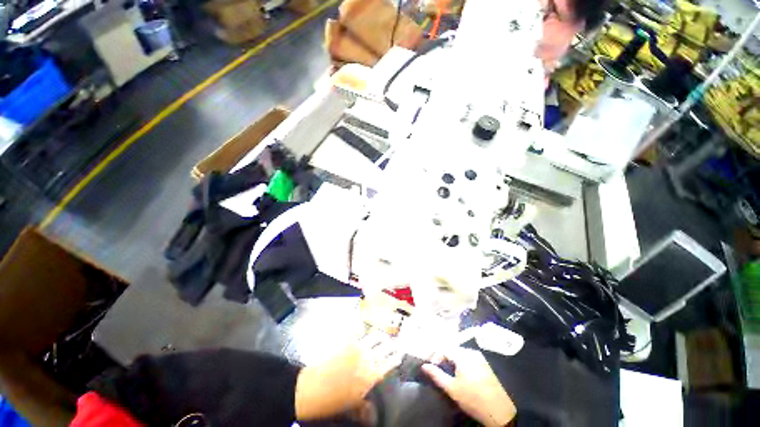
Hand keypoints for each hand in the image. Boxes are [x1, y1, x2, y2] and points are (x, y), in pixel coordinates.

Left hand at [295, 332, 401, 419]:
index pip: (389, 364)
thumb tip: (373, 414)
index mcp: (371, 375)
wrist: (311, 388)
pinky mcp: (346, 341)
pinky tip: (363, 332)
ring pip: (374, 337)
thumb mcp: (350, 408)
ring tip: (383, 336)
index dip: (396, 358)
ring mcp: (357, 347)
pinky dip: (363, 330)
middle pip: (385, 347)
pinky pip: (358, 332)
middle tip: (395, 344)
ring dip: (381, 336)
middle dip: (392, 345)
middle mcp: (368, 358)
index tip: (400, 355)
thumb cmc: (332, 401)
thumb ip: (364, 408)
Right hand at [422, 348, 515, 426]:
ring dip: (452, 361)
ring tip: (448, 374)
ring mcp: (480, 358)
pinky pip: (469, 358)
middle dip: (444, 358)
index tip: (431, 367)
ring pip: (460, 354)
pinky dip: (461, 363)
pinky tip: (461, 375)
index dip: (435, 356)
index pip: (444, 348)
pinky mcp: (485, 365)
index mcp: (463, 355)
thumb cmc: (473, 399)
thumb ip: (437, 375)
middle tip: (439, 370)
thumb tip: (424, 366)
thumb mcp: (452, 389)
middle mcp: (472, 352)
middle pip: (452, 350)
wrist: (499, 412)